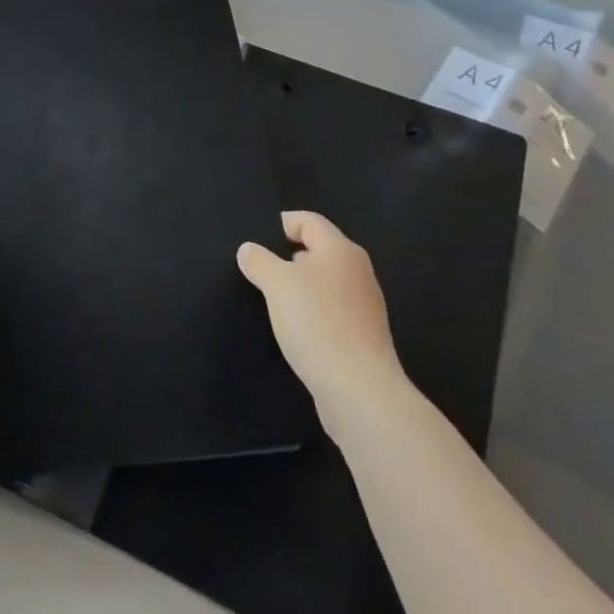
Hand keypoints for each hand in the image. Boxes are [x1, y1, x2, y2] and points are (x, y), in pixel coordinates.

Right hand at [238, 210, 407, 416]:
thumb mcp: (276, 285)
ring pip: (324, 284)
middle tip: (259, 272)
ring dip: (300, 290)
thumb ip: (258, 261)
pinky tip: (296, 333)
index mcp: (340, 249)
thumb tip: (248, 249)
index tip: (255, 241)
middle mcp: (357, 271)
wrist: (360, 393)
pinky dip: (313, 316)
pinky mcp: (365, 337)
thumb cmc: (317, 324)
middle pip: (317, 251)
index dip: (280, 224)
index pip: (308, 220)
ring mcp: (365, 306)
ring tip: (273, 304)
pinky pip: (332, 313)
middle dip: (287, 259)